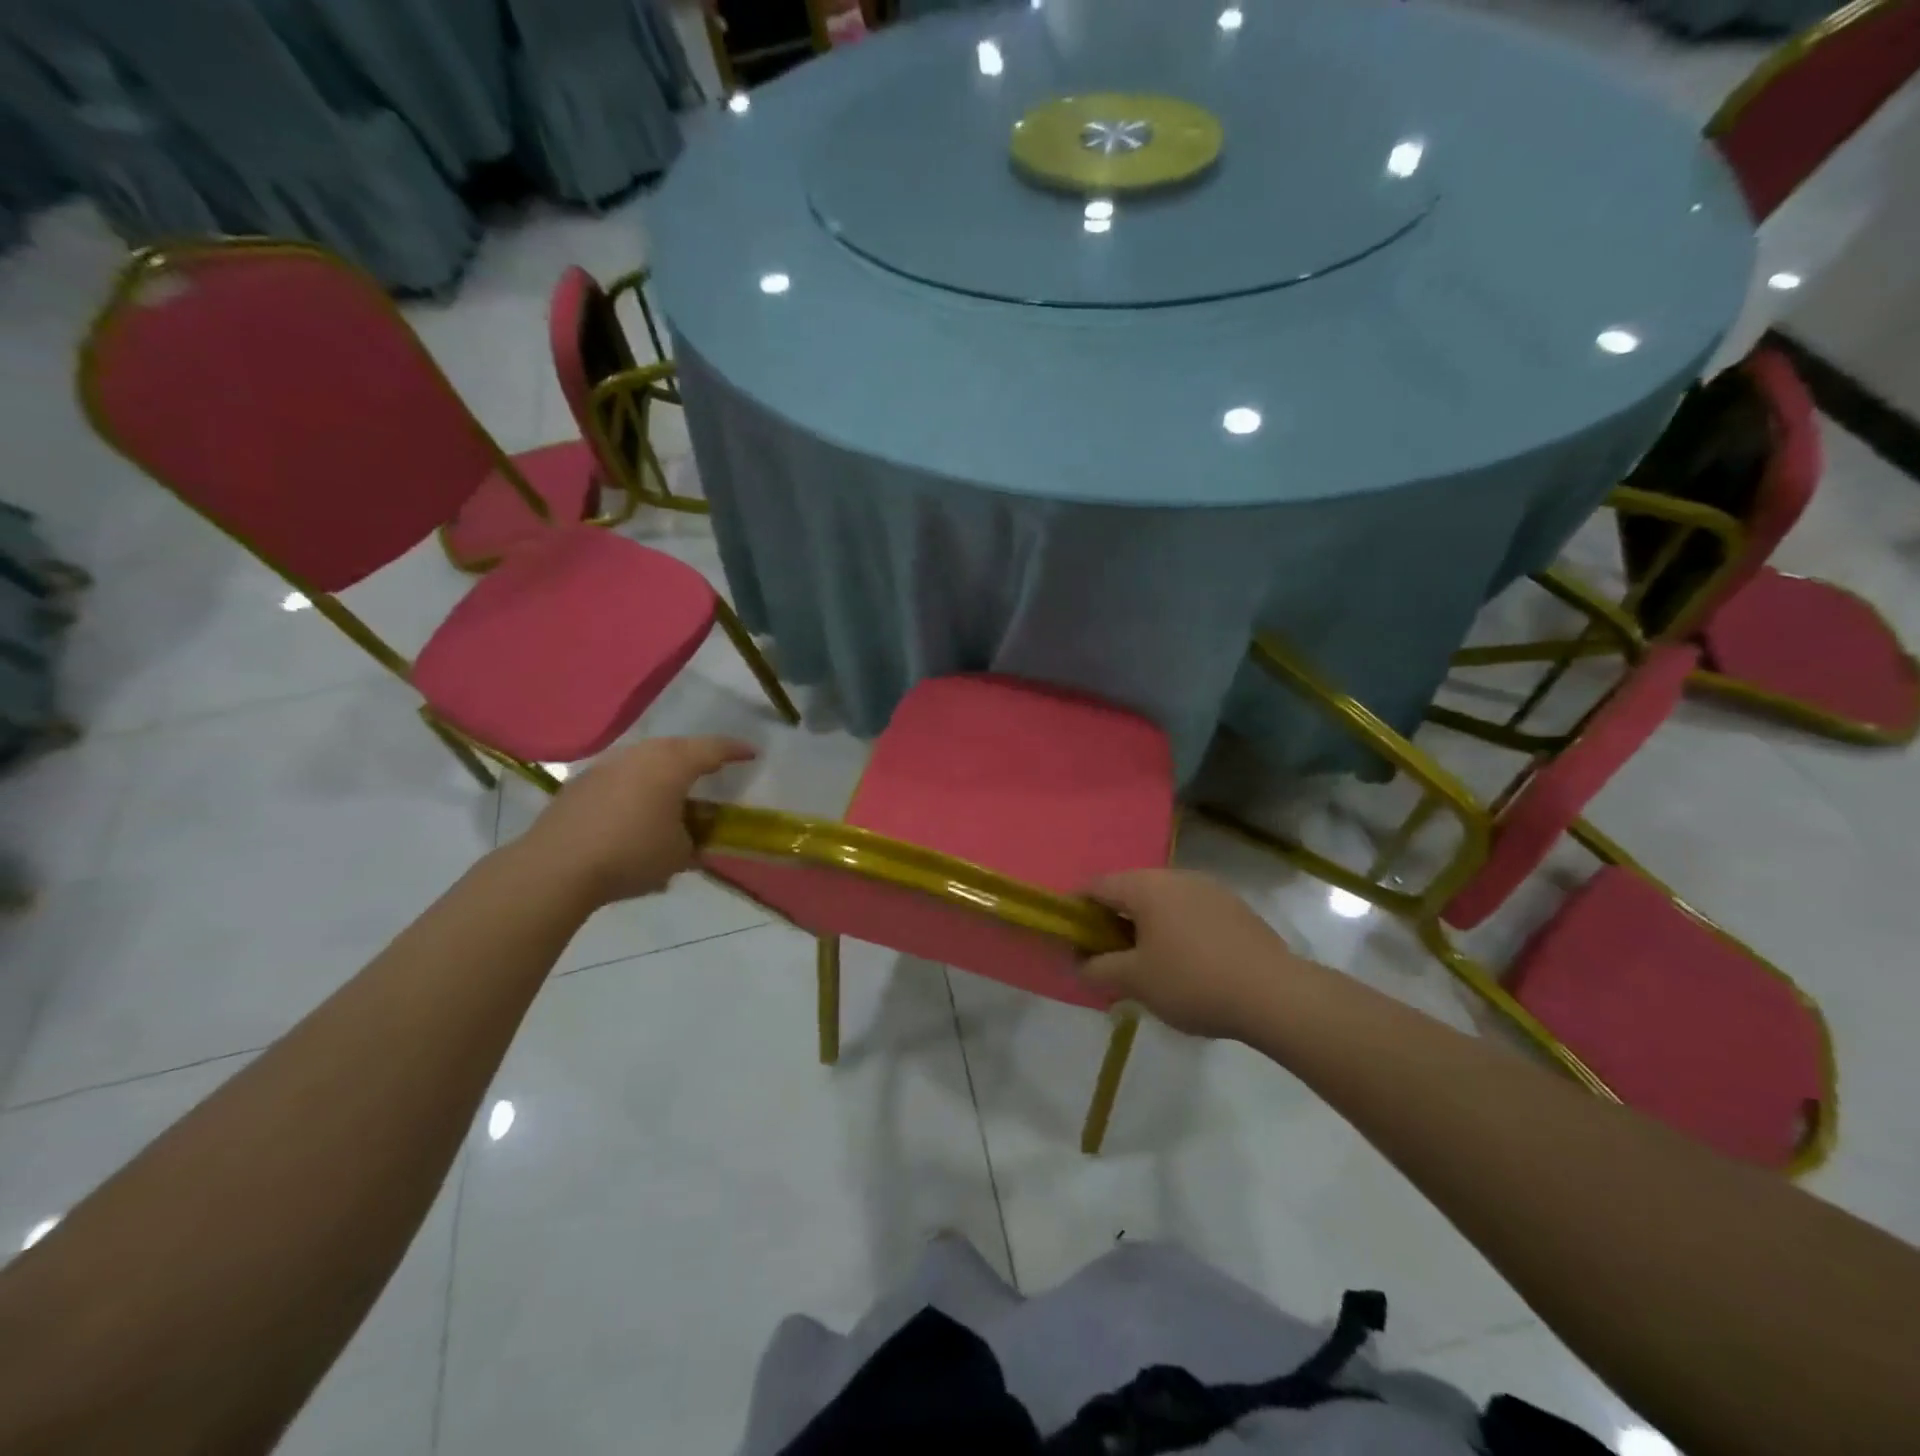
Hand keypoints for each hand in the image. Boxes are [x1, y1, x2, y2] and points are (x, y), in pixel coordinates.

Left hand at [515, 737, 756, 907]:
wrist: (556, 867)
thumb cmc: (631, 854)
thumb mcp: (679, 854)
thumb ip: (693, 839)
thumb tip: (691, 837)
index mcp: (672, 764)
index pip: (713, 749)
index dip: (736, 751)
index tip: (752, 754)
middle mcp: (640, 755)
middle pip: (677, 748)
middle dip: (698, 757)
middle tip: (713, 770)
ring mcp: (606, 765)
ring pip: (646, 759)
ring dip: (664, 771)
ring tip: (674, 790)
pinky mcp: (581, 783)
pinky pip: (621, 776)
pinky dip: (636, 786)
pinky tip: (636, 809)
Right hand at [1081, 870, 1318, 1040]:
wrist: (1275, 994)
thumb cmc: (1193, 981)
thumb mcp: (1135, 981)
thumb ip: (1098, 969)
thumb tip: (1078, 963)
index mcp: (1146, 886)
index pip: (1096, 886)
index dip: (1077, 909)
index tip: (1072, 939)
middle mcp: (1176, 876)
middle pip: (1130, 892)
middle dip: (1113, 922)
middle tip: (1109, 958)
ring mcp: (1210, 889)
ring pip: (1162, 902)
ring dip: (1146, 927)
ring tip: (1148, 966)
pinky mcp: (1235, 908)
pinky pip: (1191, 912)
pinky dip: (1177, 931)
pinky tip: (1187, 965)